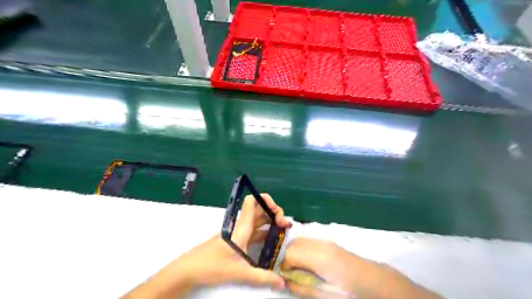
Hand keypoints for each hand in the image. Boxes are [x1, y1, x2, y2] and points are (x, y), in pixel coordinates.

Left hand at [120, 192, 289, 297]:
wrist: (189, 270)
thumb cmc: (212, 265)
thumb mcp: (239, 272)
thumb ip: (262, 278)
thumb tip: (282, 283)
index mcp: (242, 227)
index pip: (253, 201)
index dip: (266, 200)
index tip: (277, 212)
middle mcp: (241, 226)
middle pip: (260, 209)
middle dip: (274, 213)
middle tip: (285, 225)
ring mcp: (238, 233)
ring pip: (258, 220)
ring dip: (270, 222)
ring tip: (282, 231)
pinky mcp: (236, 241)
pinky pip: (254, 231)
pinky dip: (264, 232)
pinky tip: (271, 241)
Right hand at [282, 237, 361, 296]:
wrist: (372, 280)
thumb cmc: (348, 290)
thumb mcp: (324, 295)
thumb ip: (302, 288)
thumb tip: (285, 282)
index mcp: (318, 258)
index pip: (290, 254)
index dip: (282, 265)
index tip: (281, 276)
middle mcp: (319, 244)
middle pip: (293, 244)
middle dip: (285, 257)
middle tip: (287, 272)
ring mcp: (324, 240)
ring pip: (299, 240)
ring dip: (292, 251)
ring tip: (295, 267)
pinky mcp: (327, 241)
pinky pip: (308, 240)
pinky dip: (301, 248)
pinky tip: (306, 261)